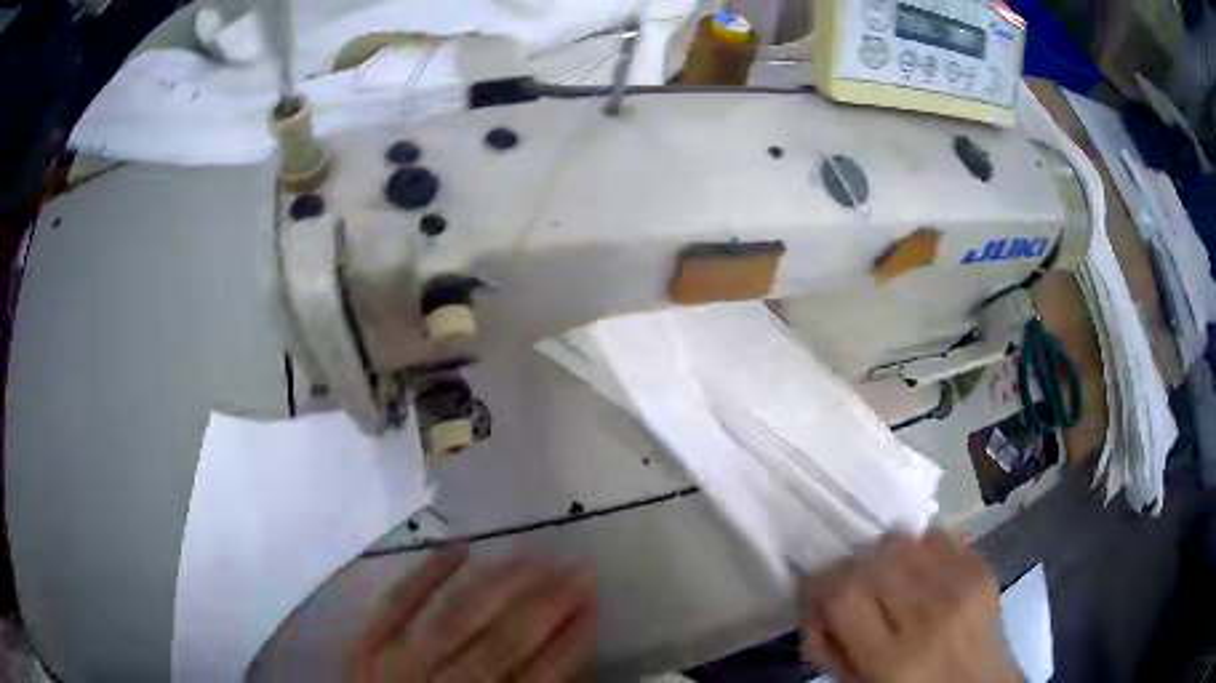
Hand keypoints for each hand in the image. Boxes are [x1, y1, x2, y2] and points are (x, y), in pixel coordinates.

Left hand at [349, 547, 597, 682]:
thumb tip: (571, 648)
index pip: (540, 676)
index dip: (572, 639)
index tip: (596, 599)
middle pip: (501, 643)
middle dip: (545, 603)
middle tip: (578, 564)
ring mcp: (395, 663)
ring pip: (454, 616)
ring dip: (497, 583)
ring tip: (532, 552)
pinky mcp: (363, 645)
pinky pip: (394, 604)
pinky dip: (426, 574)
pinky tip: (460, 546)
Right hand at [800, 530, 1019, 682]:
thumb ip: (828, 647)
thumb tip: (811, 600)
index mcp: (893, 659)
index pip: (843, 593)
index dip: (820, 585)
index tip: (817, 593)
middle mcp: (930, 616)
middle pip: (871, 559)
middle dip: (850, 570)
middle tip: (850, 589)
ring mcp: (962, 587)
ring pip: (902, 539)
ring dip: (883, 556)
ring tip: (887, 580)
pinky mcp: (983, 568)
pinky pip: (937, 535)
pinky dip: (918, 548)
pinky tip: (919, 572)